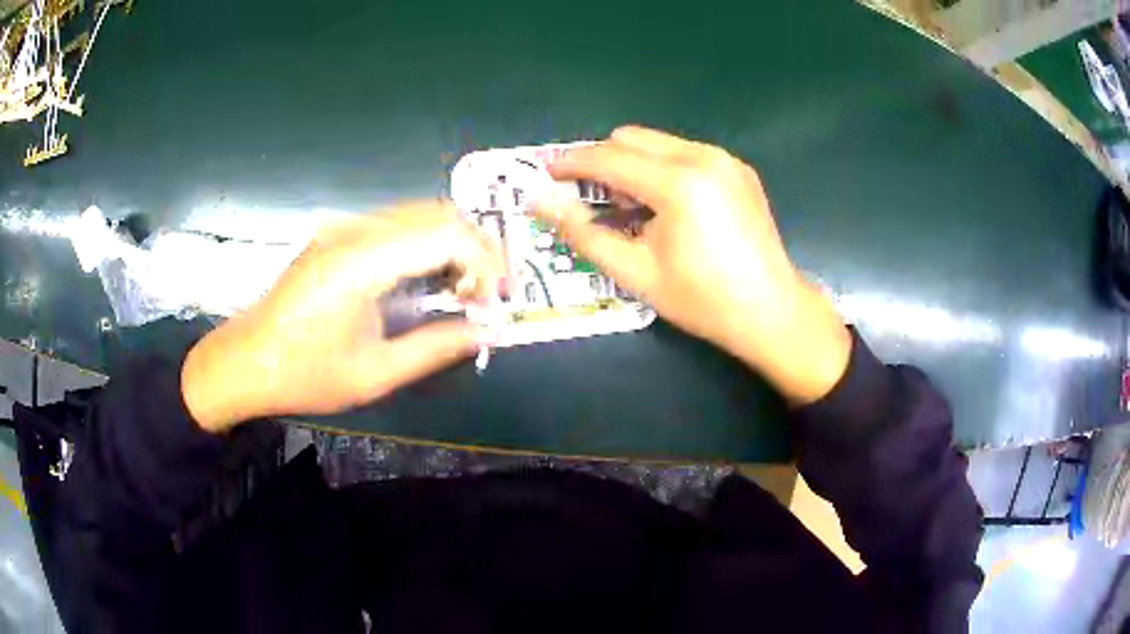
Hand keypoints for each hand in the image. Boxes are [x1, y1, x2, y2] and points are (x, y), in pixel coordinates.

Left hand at [181, 202, 503, 432]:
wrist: (244, 362)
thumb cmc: (305, 375)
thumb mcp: (375, 374)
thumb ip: (436, 347)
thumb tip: (486, 332)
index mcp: (362, 261)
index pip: (445, 233)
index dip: (484, 262)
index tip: (495, 302)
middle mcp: (355, 230)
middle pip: (437, 213)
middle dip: (476, 248)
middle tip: (489, 293)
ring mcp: (343, 227)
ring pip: (419, 214)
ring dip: (452, 244)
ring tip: (464, 289)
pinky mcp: (337, 235)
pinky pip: (396, 225)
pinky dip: (426, 244)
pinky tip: (427, 279)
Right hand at [533, 126, 850, 404]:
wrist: (771, 311)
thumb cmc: (702, 300)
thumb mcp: (635, 273)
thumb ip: (583, 233)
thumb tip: (539, 202)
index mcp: (678, 183)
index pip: (608, 158)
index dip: (571, 164)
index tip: (545, 175)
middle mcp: (703, 157)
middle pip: (631, 138)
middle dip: (602, 161)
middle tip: (589, 198)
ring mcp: (724, 159)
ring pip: (658, 142)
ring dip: (632, 164)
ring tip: (631, 207)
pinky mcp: (738, 168)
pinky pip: (684, 152)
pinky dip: (662, 168)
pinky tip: (667, 206)